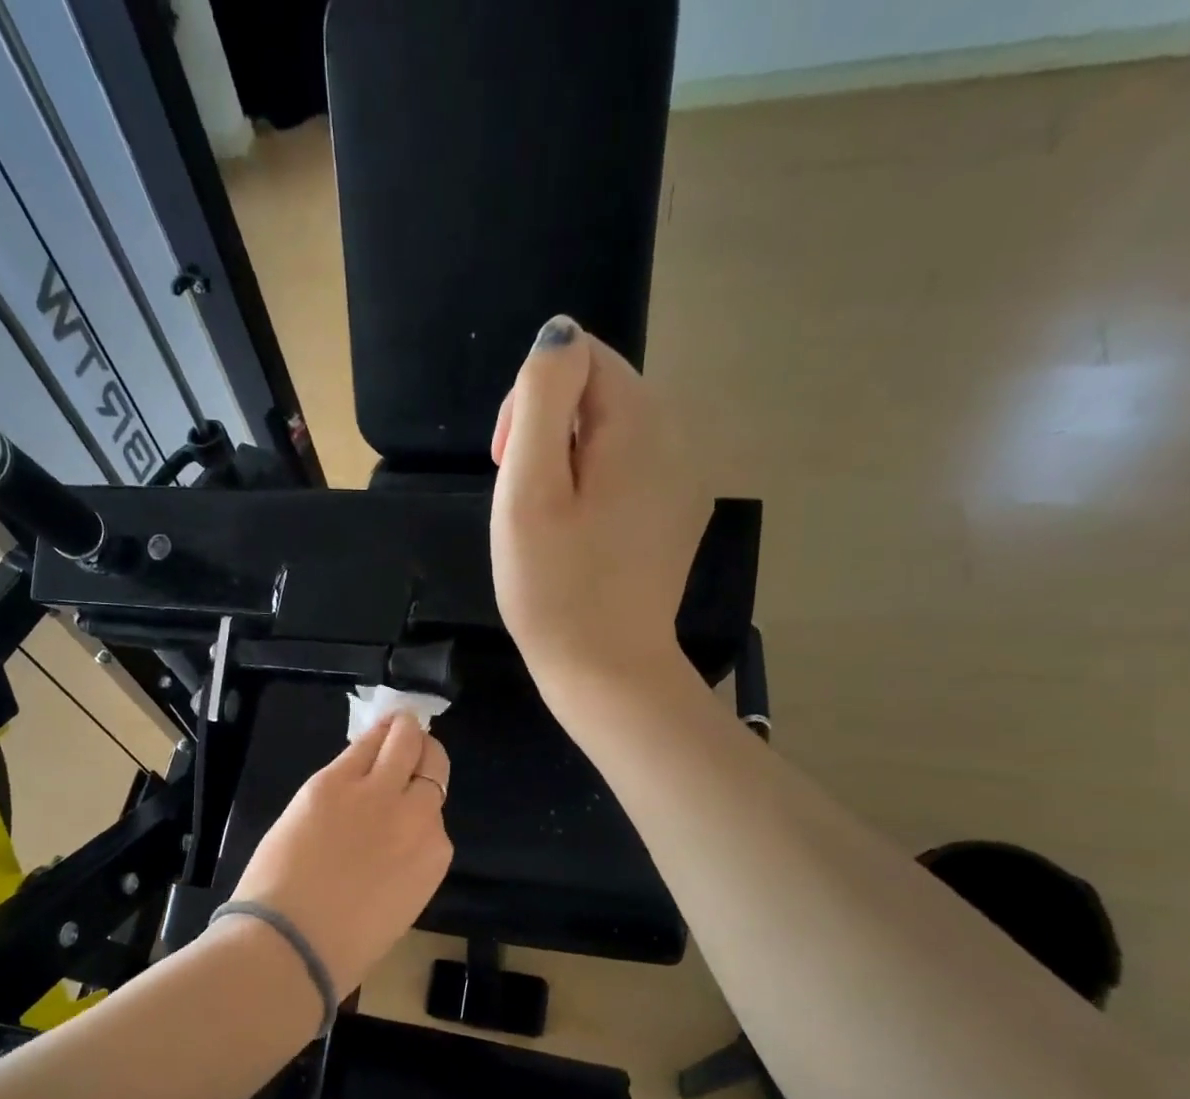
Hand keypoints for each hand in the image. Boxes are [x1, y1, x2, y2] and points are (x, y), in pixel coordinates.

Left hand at [229, 714, 452, 992]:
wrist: (291, 944)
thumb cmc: (341, 945)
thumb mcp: (394, 905)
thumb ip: (403, 863)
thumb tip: (390, 842)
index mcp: (434, 856)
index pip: (435, 809)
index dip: (419, 798)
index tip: (407, 793)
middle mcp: (416, 816)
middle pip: (432, 764)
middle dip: (422, 753)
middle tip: (409, 745)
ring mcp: (376, 793)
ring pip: (404, 740)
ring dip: (402, 731)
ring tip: (397, 724)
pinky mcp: (334, 781)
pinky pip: (362, 744)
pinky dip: (373, 733)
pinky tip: (376, 726)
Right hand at [490, 316, 706, 716]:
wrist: (607, 670)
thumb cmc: (554, 586)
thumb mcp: (528, 488)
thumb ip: (540, 399)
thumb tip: (558, 336)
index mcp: (638, 421)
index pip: (577, 356)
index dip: (529, 401)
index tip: (507, 464)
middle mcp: (675, 435)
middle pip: (596, 392)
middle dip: (546, 432)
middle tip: (523, 504)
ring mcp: (682, 478)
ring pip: (608, 434)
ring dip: (566, 464)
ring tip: (547, 525)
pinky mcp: (675, 514)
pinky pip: (626, 472)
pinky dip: (592, 490)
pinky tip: (579, 540)